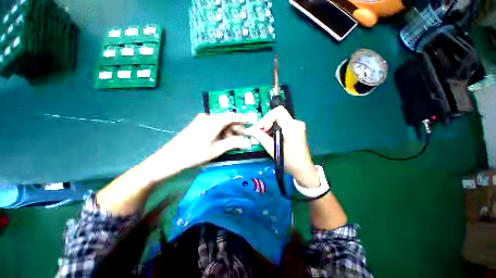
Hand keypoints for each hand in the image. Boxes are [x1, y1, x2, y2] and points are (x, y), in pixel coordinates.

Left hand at [140, 113, 251, 182]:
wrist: (170, 158)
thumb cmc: (195, 154)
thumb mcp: (217, 149)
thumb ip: (234, 143)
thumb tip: (248, 142)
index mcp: (213, 121)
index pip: (232, 116)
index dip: (243, 118)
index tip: (253, 120)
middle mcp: (208, 117)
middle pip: (227, 120)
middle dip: (237, 128)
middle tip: (244, 138)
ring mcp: (202, 121)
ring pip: (221, 124)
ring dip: (229, 131)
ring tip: (235, 141)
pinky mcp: (198, 125)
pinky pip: (214, 126)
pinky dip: (222, 132)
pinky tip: (224, 140)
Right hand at [244, 106, 319, 187]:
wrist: (302, 169)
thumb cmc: (288, 161)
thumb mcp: (272, 148)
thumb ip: (260, 136)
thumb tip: (248, 130)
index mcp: (292, 127)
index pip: (278, 111)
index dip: (267, 118)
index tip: (263, 129)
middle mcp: (296, 123)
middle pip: (278, 114)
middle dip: (266, 122)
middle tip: (259, 132)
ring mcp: (297, 125)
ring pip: (279, 118)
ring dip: (269, 125)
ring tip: (264, 135)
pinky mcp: (296, 129)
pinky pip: (282, 123)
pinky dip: (274, 127)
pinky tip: (270, 136)